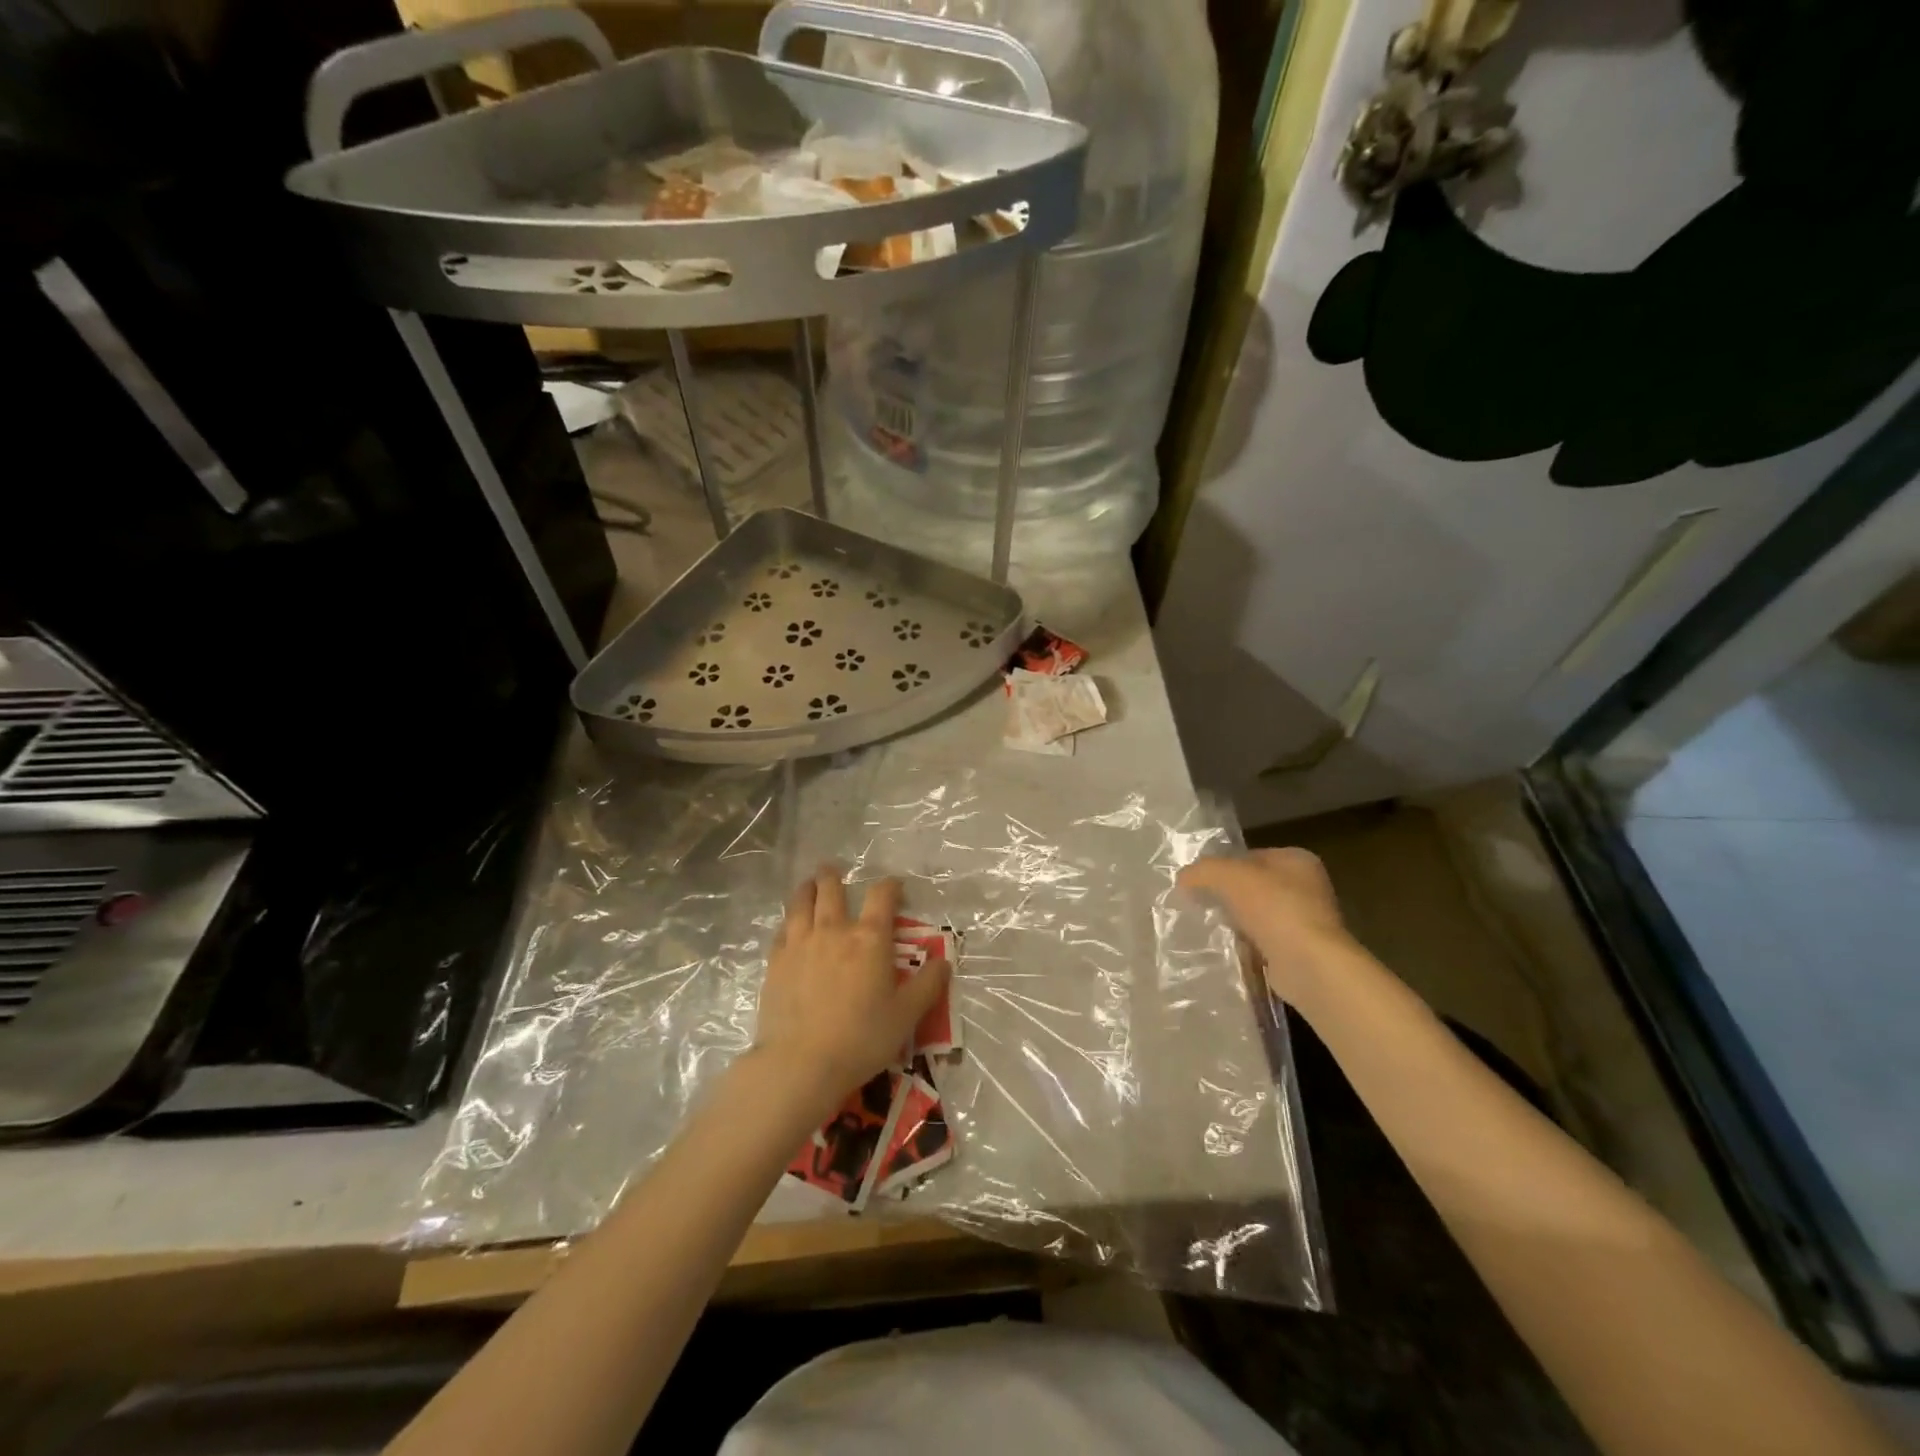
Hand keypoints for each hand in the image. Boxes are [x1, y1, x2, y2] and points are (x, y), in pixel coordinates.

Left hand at [753, 865, 948, 1113]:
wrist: (800, 1062)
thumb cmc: (861, 1038)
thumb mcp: (905, 1016)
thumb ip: (927, 986)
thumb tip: (944, 962)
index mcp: (870, 939)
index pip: (882, 897)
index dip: (890, 886)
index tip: (895, 886)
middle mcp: (834, 930)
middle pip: (832, 890)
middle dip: (833, 876)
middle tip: (833, 868)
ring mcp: (800, 943)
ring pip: (801, 903)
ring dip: (807, 889)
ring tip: (808, 884)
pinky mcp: (775, 961)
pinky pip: (782, 930)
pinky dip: (788, 921)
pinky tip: (788, 925)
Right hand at [1178, 848, 1358, 1006]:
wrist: (1309, 964)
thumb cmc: (1273, 908)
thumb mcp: (1228, 876)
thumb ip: (1202, 870)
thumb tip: (1183, 878)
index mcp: (1297, 860)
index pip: (1250, 856)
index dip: (1222, 866)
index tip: (1199, 882)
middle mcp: (1308, 887)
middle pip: (1254, 886)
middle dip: (1227, 896)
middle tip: (1200, 904)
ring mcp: (1307, 921)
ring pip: (1258, 916)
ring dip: (1236, 922)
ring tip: (1209, 928)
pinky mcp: (1301, 952)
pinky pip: (1264, 943)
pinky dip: (1247, 946)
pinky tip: (1229, 950)